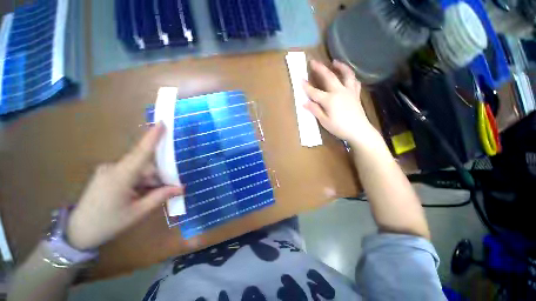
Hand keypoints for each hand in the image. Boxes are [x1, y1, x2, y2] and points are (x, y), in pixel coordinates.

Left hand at [66, 123, 183, 249]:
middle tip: (168, 189)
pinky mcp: (106, 175)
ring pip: (138, 169)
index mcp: (120, 177)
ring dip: (148, 180)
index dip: (152, 137)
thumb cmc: (107, 223)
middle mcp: (113, 168)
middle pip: (145, 164)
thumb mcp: (137, 212)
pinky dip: (139, 181)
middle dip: (158, 175)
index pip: (141, 153)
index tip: (162, 123)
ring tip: (148, 196)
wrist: (76, 232)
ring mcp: (108, 171)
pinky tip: (138, 194)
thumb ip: (160, 196)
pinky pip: (129, 172)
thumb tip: (181, 188)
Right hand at [303, 60, 379, 145]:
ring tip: (335, 62)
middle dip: (320, 68)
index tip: (299, 80)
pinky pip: (354, 82)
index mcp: (329, 100)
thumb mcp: (324, 121)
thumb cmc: (339, 127)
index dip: (306, 86)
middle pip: (329, 77)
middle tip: (313, 61)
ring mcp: (349, 91)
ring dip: (340, 66)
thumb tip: (304, 102)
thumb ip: (315, 110)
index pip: (314, 92)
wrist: (359, 130)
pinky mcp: (356, 94)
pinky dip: (350, 76)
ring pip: (346, 74)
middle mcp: (339, 91)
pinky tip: (347, 76)